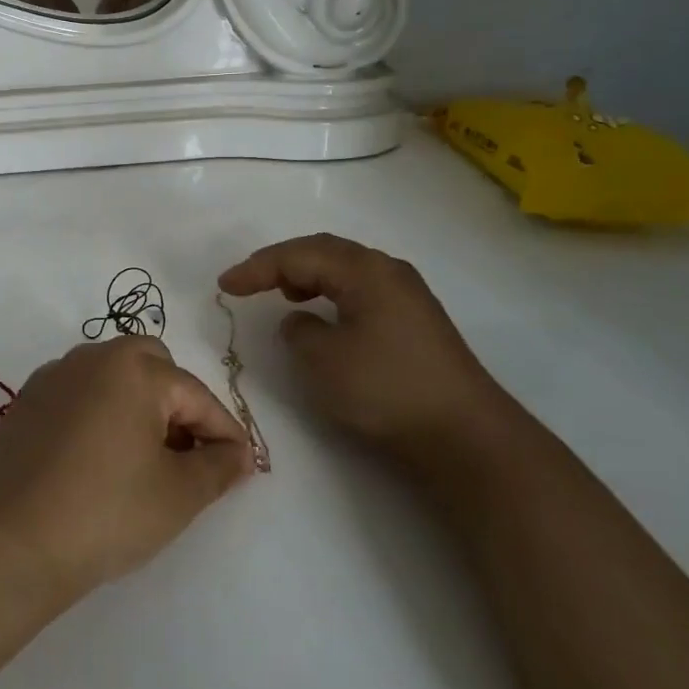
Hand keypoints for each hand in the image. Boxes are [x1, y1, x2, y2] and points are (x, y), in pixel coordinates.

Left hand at [0, 337, 256, 600]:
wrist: (15, 542)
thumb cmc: (108, 512)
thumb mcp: (179, 494)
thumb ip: (219, 466)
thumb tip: (238, 453)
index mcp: (134, 368)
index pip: (195, 394)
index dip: (224, 430)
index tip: (240, 464)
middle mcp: (92, 357)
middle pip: (151, 365)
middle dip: (177, 402)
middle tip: (186, 451)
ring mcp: (53, 376)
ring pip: (111, 375)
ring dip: (136, 404)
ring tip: (144, 457)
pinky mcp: (26, 400)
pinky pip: (77, 393)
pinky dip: (98, 411)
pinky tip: (98, 457)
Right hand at [218, 234, 518, 465]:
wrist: (465, 436)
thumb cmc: (386, 390)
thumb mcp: (324, 361)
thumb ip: (299, 331)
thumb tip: (302, 320)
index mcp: (365, 270)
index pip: (299, 255)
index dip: (257, 268)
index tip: (224, 285)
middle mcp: (388, 270)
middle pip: (324, 252)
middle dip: (281, 264)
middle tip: (247, 281)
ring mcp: (407, 294)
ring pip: (344, 269)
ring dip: (307, 276)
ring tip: (282, 293)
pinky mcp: (415, 320)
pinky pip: (360, 289)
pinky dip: (331, 293)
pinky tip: (323, 314)